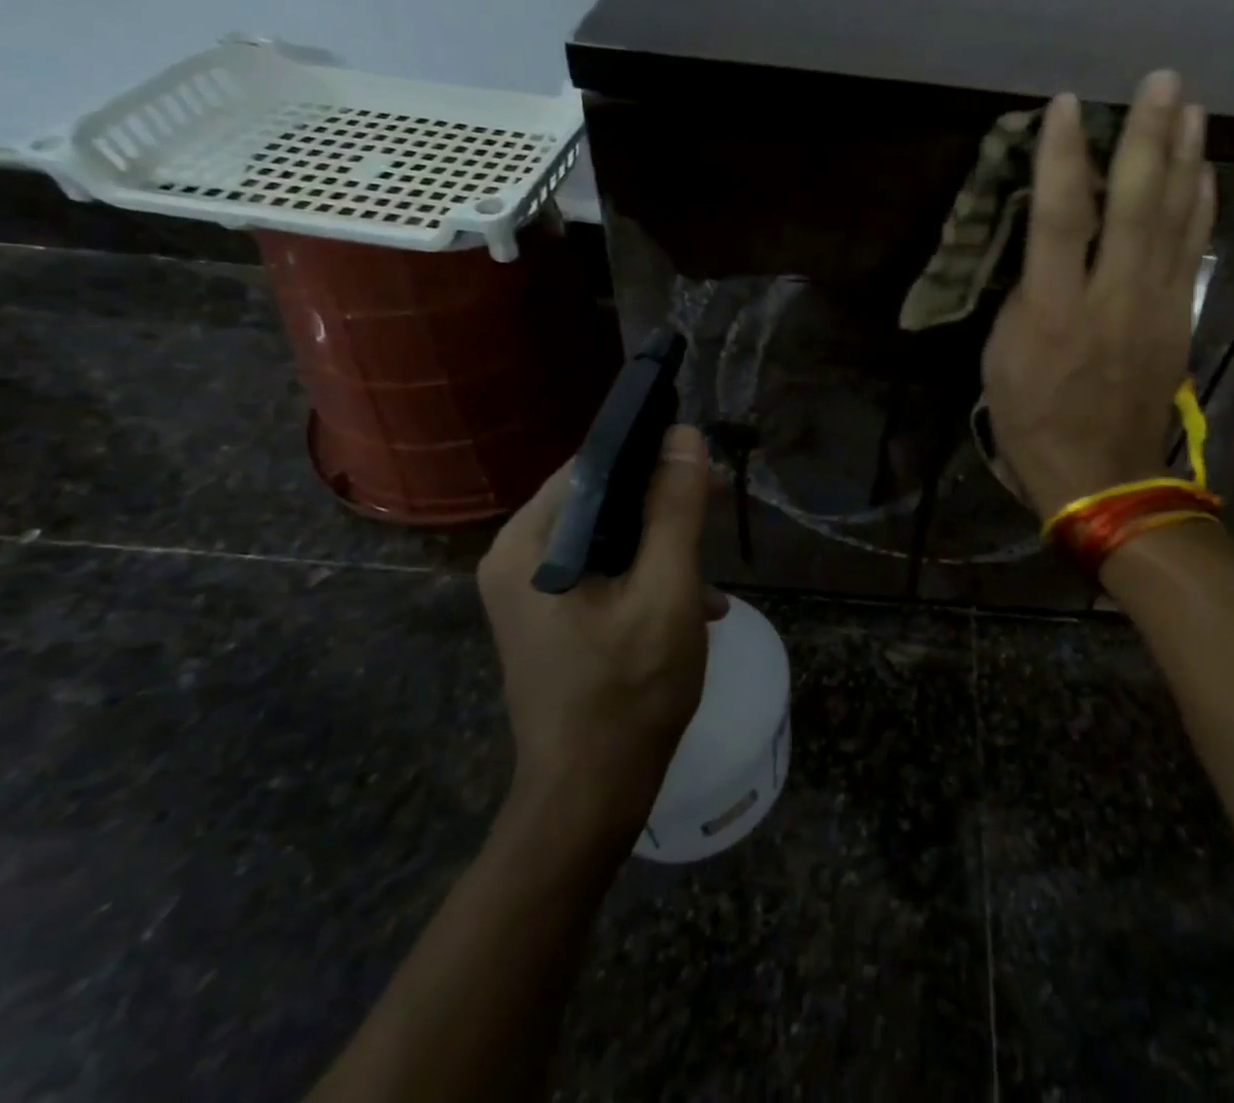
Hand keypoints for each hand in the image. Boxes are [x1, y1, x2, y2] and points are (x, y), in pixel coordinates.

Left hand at [475, 425, 719, 834]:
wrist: (590, 798)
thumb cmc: (629, 691)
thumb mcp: (666, 591)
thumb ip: (674, 510)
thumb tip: (685, 436)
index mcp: (529, 545)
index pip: (591, 467)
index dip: (650, 456)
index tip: (701, 465)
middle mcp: (517, 560)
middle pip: (600, 503)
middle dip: (662, 506)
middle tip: (716, 510)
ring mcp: (530, 593)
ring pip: (606, 539)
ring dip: (662, 547)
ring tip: (711, 578)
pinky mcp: (549, 619)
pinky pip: (602, 574)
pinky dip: (646, 578)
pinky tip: (694, 607)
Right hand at [982, 69, 1215, 516]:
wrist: (1099, 475)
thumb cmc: (1032, 419)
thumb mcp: (1000, 360)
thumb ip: (1024, 296)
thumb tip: (1047, 250)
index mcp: (1052, 310)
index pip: (1058, 218)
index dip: (1061, 158)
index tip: (1065, 106)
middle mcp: (1110, 297)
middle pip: (1133, 205)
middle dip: (1147, 138)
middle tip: (1161, 80)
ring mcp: (1154, 306)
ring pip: (1174, 220)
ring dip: (1184, 159)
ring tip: (1190, 108)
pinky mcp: (1179, 319)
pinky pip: (1193, 252)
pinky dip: (1200, 207)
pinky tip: (1203, 172)